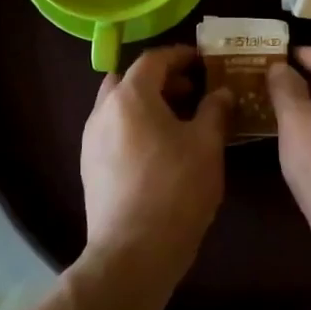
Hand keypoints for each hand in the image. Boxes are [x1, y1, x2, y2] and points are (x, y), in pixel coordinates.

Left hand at [80, 46, 232, 285]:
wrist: (131, 254)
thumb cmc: (174, 190)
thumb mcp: (207, 146)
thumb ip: (215, 110)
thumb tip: (221, 92)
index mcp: (131, 96)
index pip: (154, 59)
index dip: (181, 55)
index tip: (203, 61)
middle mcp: (104, 110)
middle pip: (131, 79)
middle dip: (160, 79)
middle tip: (191, 91)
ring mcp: (91, 139)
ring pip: (119, 105)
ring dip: (146, 103)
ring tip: (178, 122)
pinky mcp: (89, 166)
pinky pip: (113, 130)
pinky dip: (134, 126)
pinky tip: (158, 150)